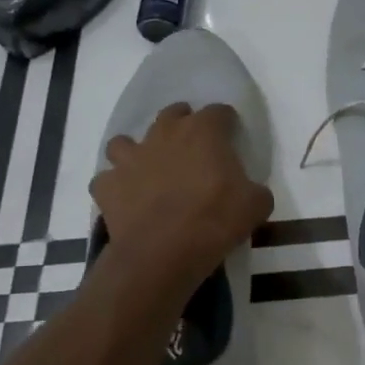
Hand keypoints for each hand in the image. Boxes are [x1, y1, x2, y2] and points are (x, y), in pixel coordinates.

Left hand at [92, 103, 272, 287]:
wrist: (164, 253)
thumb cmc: (215, 220)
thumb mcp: (257, 205)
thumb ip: (255, 189)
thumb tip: (251, 192)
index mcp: (203, 132)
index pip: (219, 112)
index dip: (227, 123)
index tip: (232, 137)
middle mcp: (164, 135)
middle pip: (172, 114)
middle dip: (182, 124)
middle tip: (192, 147)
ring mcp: (130, 158)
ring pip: (125, 142)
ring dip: (137, 152)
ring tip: (148, 170)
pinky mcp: (107, 186)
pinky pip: (107, 180)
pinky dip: (115, 187)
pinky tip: (126, 199)